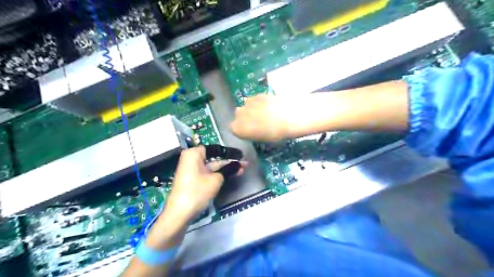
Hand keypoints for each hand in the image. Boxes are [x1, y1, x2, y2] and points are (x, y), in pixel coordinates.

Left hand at [164, 145, 244, 222]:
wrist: (180, 213)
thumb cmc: (197, 191)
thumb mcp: (216, 179)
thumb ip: (229, 169)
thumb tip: (240, 164)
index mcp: (194, 153)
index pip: (216, 149)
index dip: (230, 152)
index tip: (242, 155)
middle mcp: (191, 158)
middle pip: (214, 158)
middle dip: (230, 161)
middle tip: (245, 163)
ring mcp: (192, 169)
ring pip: (212, 166)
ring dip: (226, 168)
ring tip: (243, 169)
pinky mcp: (193, 178)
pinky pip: (208, 172)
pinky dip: (219, 174)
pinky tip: (232, 174)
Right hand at [231, 94, 293, 141]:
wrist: (289, 118)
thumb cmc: (275, 135)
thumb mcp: (261, 139)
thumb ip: (252, 133)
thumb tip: (252, 129)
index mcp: (237, 128)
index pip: (234, 128)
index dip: (242, 129)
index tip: (251, 131)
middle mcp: (238, 114)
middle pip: (239, 116)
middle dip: (246, 118)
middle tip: (259, 123)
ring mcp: (248, 102)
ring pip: (247, 106)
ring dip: (253, 109)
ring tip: (266, 114)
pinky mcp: (258, 94)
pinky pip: (256, 100)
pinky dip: (261, 103)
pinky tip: (271, 106)